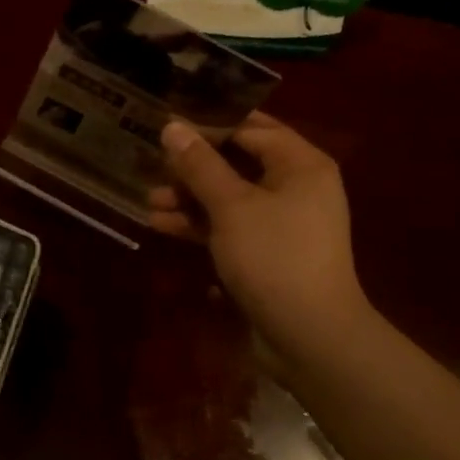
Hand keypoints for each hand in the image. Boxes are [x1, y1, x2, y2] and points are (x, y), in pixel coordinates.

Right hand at [149, 113, 376, 375]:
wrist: (310, 337)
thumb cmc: (275, 257)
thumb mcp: (232, 206)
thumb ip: (200, 164)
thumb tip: (172, 126)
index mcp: (300, 165)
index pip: (251, 128)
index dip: (209, 123)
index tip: (168, 122)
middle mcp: (295, 186)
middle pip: (238, 162)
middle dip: (193, 165)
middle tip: (152, 161)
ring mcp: (281, 221)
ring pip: (229, 196)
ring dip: (190, 197)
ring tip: (149, 198)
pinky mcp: (267, 251)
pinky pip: (230, 225)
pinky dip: (200, 223)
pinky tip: (161, 224)